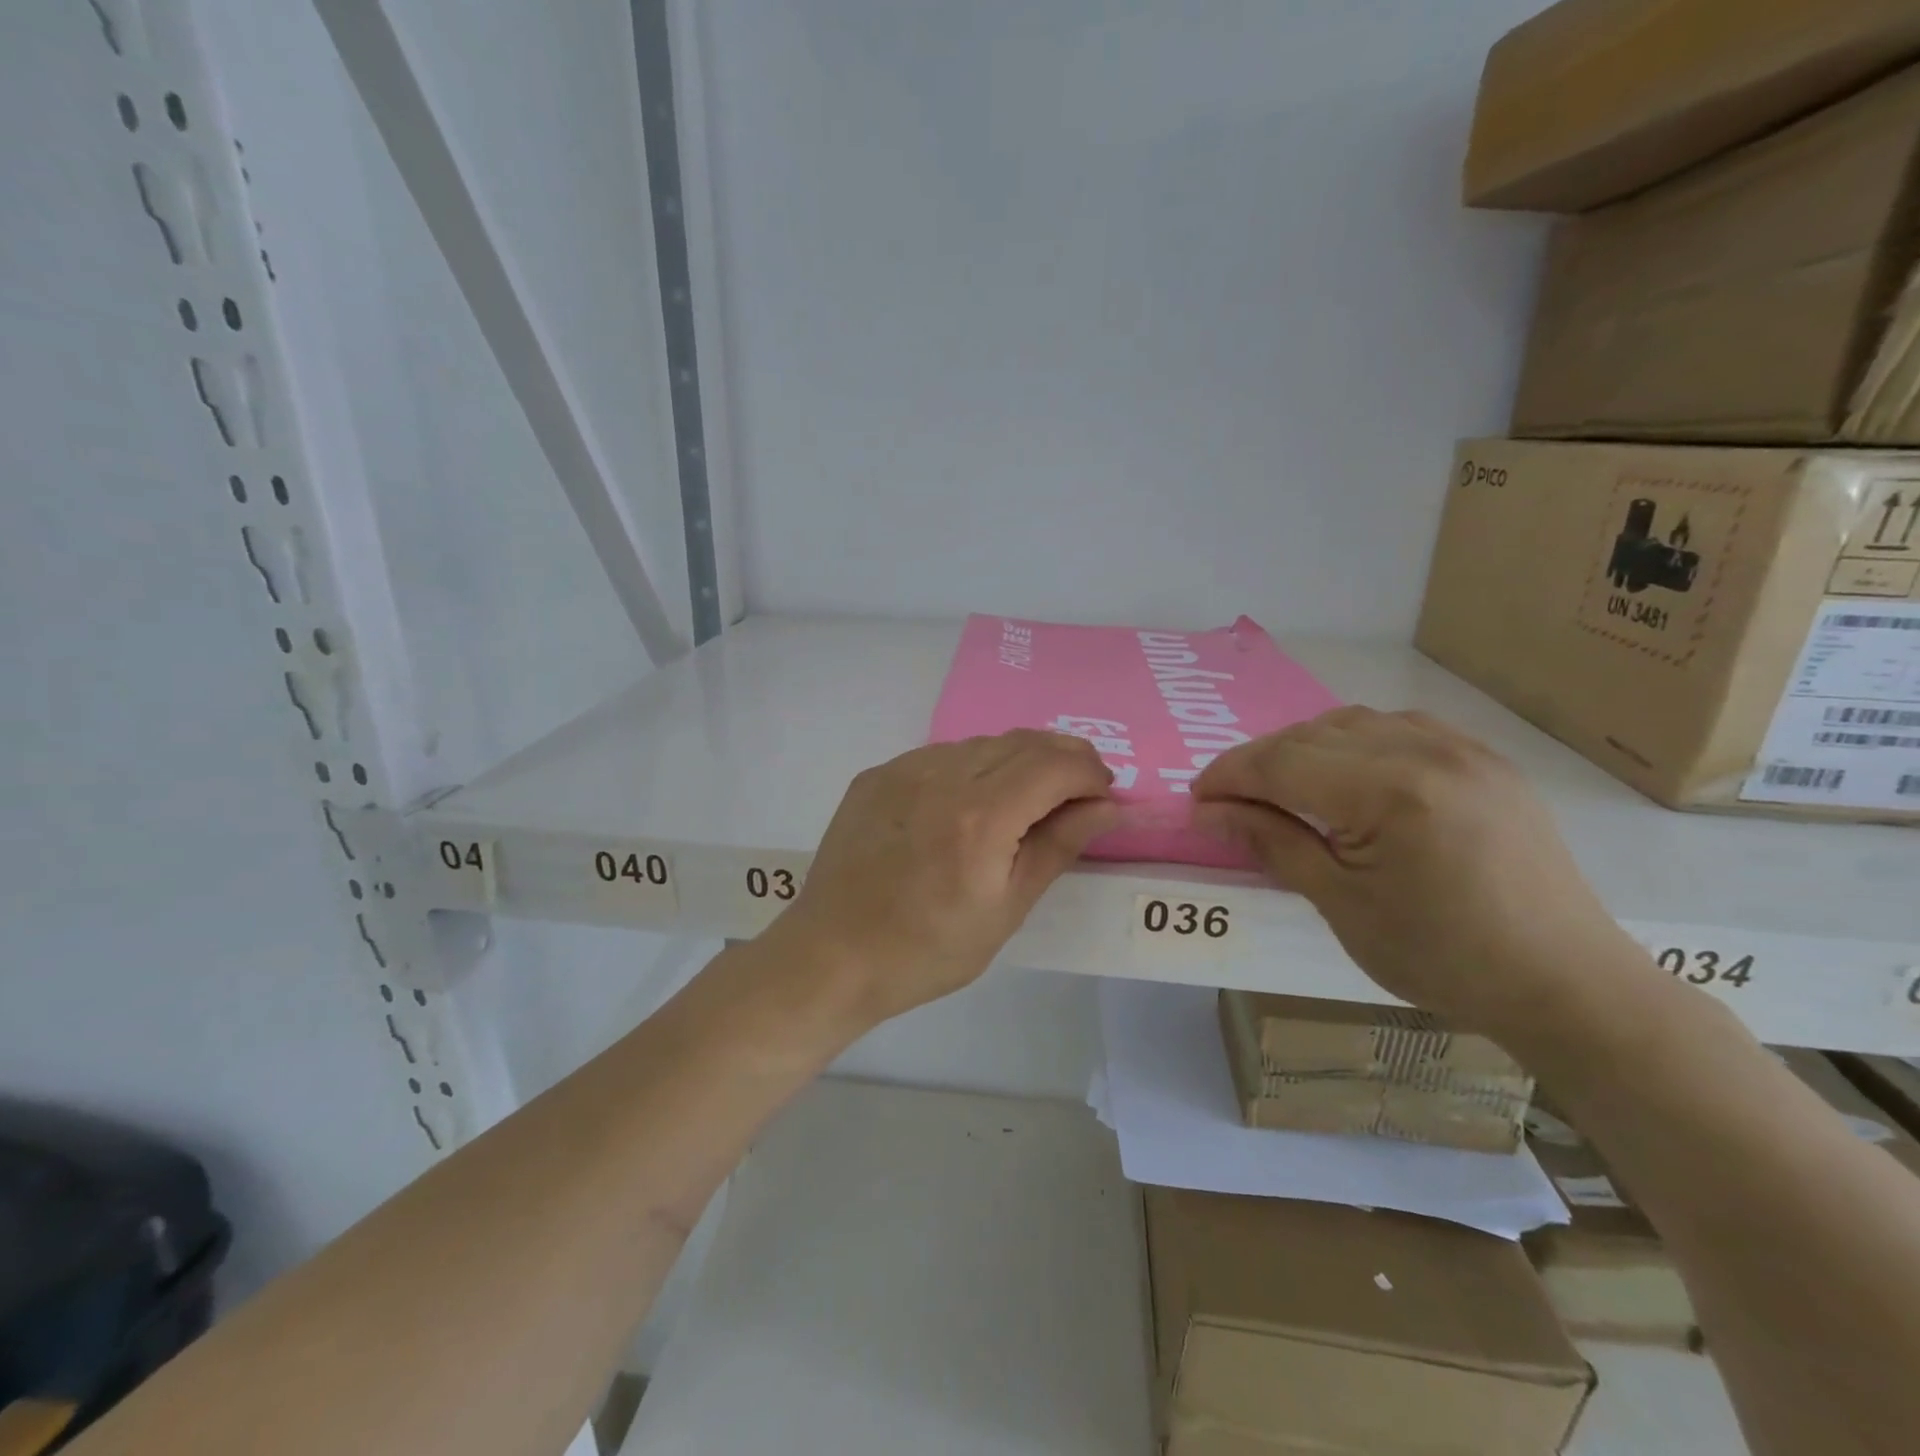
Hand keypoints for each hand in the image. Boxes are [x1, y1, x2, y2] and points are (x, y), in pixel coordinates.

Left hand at [774, 731, 1118, 1027]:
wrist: (831, 955)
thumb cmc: (927, 950)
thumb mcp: (1006, 909)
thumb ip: (1058, 846)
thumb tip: (1108, 806)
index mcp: (981, 816)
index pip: (1055, 765)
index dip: (1090, 773)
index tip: (1103, 795)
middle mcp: (942, 776)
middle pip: (1022, 742)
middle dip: (1063, 758)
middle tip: (1078, 792)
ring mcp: (903, 769)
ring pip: (982, 742)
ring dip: (1019, 760)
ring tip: (1027, 798)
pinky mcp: (877, 774)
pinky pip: (941, 754)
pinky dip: (973, 766)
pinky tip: (970, 802)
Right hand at [1192, 708, 1641, 1038]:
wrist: (1564, 983)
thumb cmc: (1442, 957)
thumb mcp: (1341, 905)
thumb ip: (1272, 843)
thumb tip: (1208, 813)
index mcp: (1389, 793)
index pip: (1281, 763)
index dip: (1229, 777)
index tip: (1196, 801)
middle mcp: (1425, 751)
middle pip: (1310, 736)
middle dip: (1258, 763)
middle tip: (1229, 802)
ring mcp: (1462, 749)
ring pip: (1351, 723)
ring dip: (1302, 748)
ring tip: (1281, 789)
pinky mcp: (1485, 759)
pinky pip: (1398, 727)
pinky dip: (1353, 743)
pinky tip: (1345, 775)